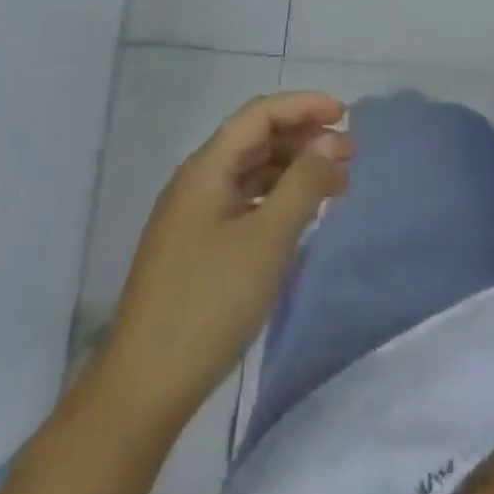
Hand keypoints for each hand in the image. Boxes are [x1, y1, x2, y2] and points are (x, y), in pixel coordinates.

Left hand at [109, 91, 350, 420]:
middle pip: (254, 140)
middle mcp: (196, 182)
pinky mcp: (196, 247)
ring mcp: (193, 217)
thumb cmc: (210, 302)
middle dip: (303, 138)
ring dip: (292, 170)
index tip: (345, 114)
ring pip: (250, 173)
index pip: (259, 115)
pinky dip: (276, 199)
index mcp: (206, 169)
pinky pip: (244, 203)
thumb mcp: (268, 239)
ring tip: (334, 185)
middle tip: (348, 154)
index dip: (303, 106)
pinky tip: (300, 216)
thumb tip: (331, 142)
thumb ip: (303, 183)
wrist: (144, 388)